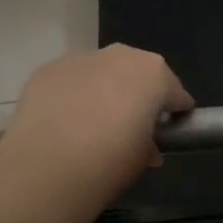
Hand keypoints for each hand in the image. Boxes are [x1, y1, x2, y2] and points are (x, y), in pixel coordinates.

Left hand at [0, 45, 193, 203]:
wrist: (47, 165)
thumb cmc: (110, 161)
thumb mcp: (143, 158)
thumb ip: (150, 143)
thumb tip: (146, 145)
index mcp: (155, 74)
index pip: (175, 92)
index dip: (175, 112)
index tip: (169, 131)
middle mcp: (121, 56)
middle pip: (138, 72)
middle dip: (137, 93)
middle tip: (129, 124)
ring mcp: (81, 58)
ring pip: (101, 71)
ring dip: (103, 89)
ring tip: (91, 123)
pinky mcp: (49, 69)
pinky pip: (71, 80)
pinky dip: (72, 95)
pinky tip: (63, 121)